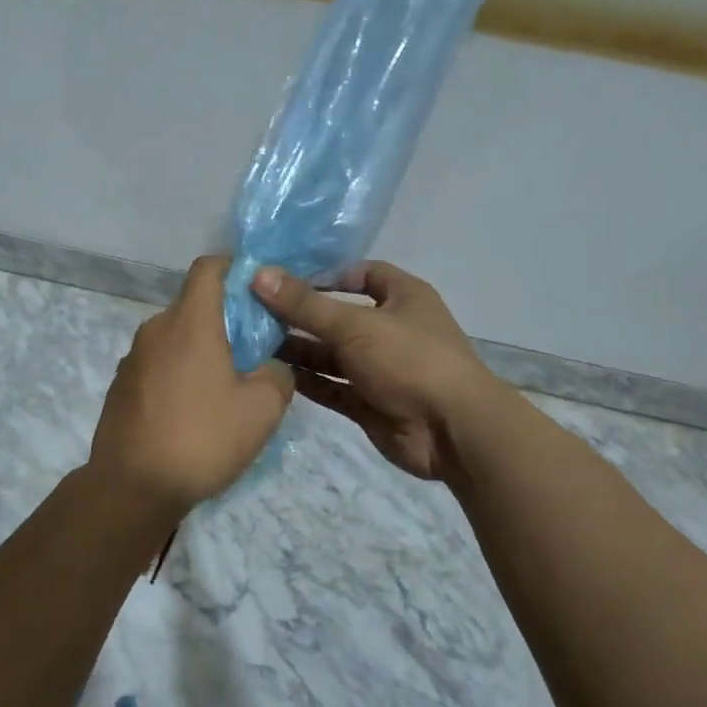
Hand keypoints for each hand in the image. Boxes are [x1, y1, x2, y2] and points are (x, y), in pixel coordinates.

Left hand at [87, 256, 294, 512]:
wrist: (131, 487)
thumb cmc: (201, 438)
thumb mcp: (262, 410)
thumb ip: (278, 375)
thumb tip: (270, 367)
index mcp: (189, 322)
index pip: (208, 268)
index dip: (235, 270)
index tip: (258, 293)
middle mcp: (156, 329)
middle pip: (194, 305)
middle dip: (225, 319)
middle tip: (253, 352)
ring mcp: (133, 358)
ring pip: (175, 338)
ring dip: (201, 350)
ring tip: (224, 389)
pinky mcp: (121, 386)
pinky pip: (158, 364)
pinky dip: (179, 373)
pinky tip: (192, 412)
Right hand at [253, 261, 498, 481]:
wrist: (453, 432)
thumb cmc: (410, 360)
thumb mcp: (355, 325)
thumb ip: (305, 304)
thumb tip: (259, 275)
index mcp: (402, 297)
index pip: (362, 274)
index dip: (326, 274)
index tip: (284, 279)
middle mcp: (391, 329)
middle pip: (339, 316)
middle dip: (301, 315)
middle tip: (254, 312)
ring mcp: (380, 368)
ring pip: (332, 354)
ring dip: (298, 349)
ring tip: (253, 342)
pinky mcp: (369, 402)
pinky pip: (332, 386)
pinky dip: (306, 380)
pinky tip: (271, 373)